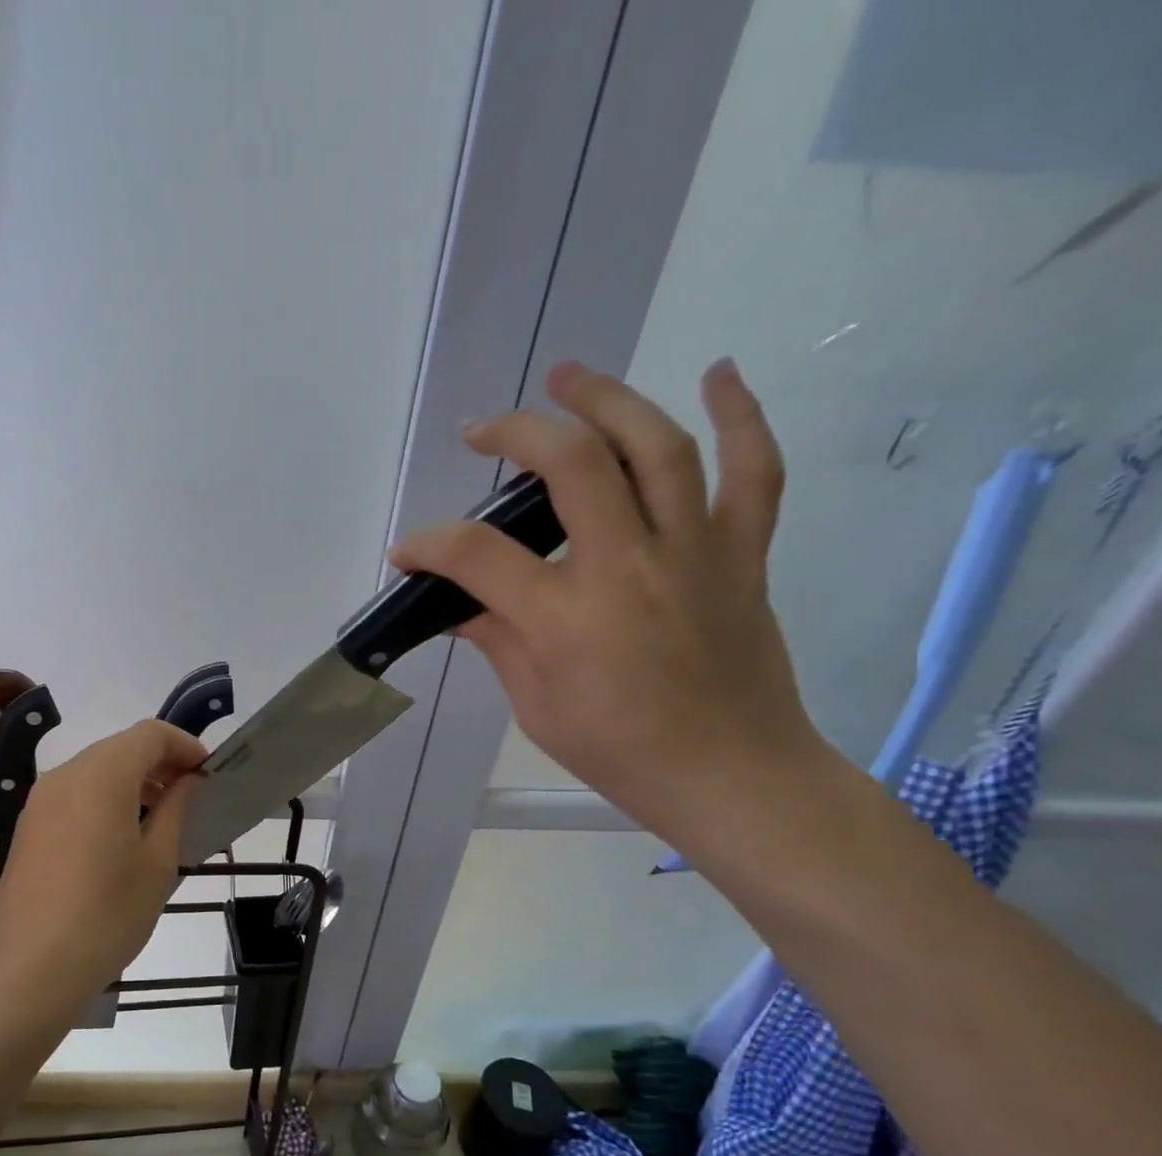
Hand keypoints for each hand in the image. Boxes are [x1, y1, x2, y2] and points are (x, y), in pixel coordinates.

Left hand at [0, 720, 205, 1014]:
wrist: (30, 968)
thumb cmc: (107, 915)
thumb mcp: (158, 863)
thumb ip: (176, 809)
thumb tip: (187, 781)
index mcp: (101, 776)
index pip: (150, 734)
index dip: (184, 745)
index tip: (207, 773)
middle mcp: (65, 775)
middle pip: (120, 747)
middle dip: (159, 761)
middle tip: (190, 794)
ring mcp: (40, 801)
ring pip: (95, 769)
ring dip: (132, 779)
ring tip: (160, 817)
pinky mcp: (28, 826)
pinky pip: (74, 793)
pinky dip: (104, 797)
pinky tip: (120, 836)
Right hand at [392, 359, 828, 841]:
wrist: (731, 775)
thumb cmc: (620, 752)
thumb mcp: (536, 706)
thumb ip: (499, 642)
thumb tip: (463, 606)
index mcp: (565, 618)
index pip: (477, 555)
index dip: (428, 544)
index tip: (407, 552)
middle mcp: (628, 567)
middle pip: (571, 464)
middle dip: (516, 433)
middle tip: (483, 430)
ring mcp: (693, 552)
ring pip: (656, 447)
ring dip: (607, 399)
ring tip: (569, 376)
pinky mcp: (742, 553)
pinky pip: (754, 470)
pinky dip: (741, 415)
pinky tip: (718, 373)